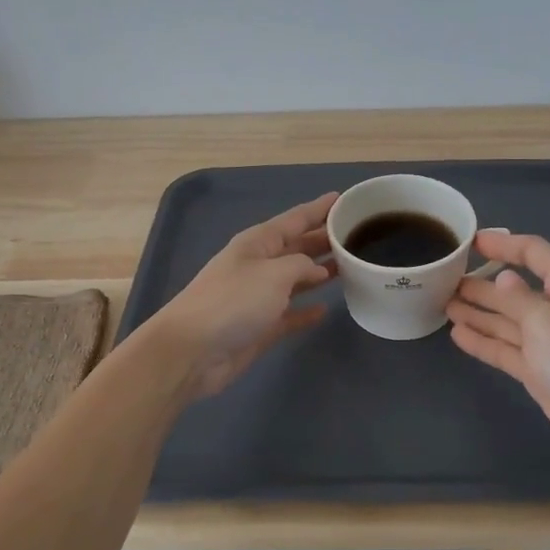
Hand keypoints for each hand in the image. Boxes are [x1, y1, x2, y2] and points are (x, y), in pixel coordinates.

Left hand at [136, 192, 338, 401]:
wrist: (192, 351)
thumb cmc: (233, 302)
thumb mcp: (273, 273)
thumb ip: (302, 265)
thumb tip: (318, 270)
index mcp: (257, 243)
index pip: (295, 219)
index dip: (319, 209)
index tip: (344, 199)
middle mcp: (258, 265)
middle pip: (297, 247)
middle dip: (323, 239)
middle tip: (356, 234)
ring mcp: (257, 297)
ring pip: (296, 279)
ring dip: (320, 273)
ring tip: (350, 267)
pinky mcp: (259, 327)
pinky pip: (290, 313)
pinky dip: (306, 310)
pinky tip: (325, 309)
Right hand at [447, 230, 549, 471]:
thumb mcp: (544, 320)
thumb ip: (516, 298)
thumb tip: (503, 279)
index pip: (533, 253)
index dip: (502, 245)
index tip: (470, 242)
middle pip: (515, 288)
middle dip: (482, 283)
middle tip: (444, 279)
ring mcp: (549, 341)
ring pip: (507, 319)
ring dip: (478, 311)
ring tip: (444, 304)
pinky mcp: (541, 370)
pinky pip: (506, 348)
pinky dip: (484, 341)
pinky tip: (457, 335)